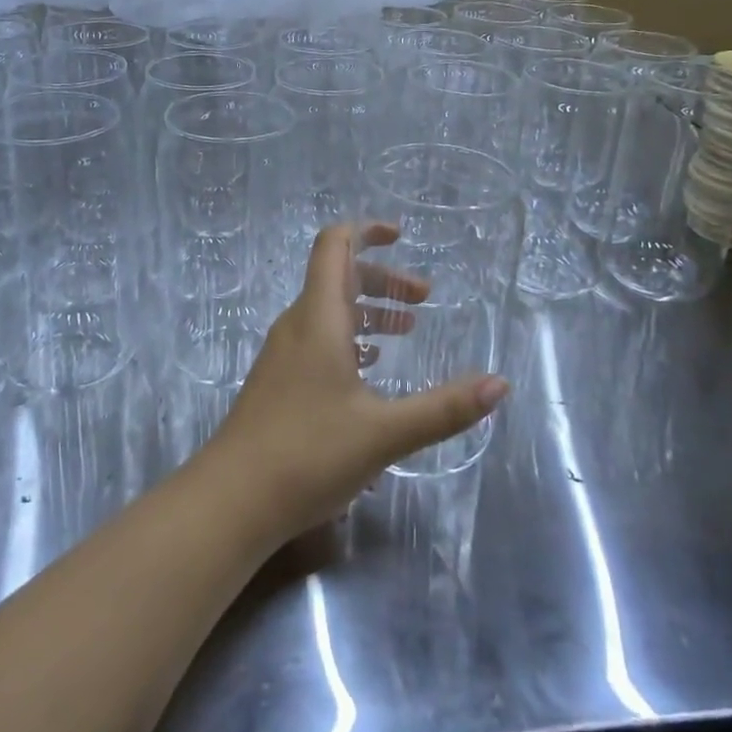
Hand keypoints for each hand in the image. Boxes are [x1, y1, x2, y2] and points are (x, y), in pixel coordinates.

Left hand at [195, 222, 508, 543]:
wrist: (231, 500)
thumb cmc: (308, 454)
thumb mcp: (385, 433)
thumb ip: (445, 408)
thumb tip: (500, 384)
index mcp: (319, 317)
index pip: (335, 245)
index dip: (367, 231)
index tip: (401, 237)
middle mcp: (298, 325)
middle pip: (338, 277)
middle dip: (382, 279)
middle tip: (423, 299)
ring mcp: (283, 354)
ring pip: (329, 312)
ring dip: (368, 311)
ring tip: (406, 330)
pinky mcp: (278, 382)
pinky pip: (318, 340)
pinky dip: (349, 339)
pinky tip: (369, 370)